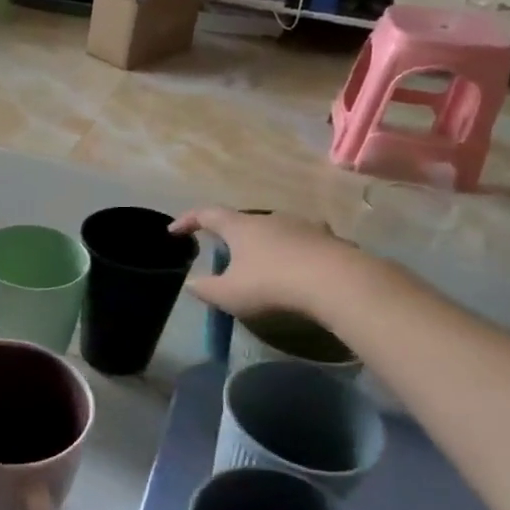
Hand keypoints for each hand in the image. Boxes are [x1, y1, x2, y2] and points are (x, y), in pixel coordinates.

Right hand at [168, 207, 367, 322]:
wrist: (336, 282)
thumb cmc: (271, 284)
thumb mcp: (229, 294)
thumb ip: (206, 289)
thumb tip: (192, 283)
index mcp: (240, 227)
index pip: (206, 214)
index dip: (187, 221)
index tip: (173, 231)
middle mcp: (270, 218)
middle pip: (243, 222)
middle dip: (230, 237)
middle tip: (223, 254)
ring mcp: (302, 225)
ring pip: (275, 231)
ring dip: (264, 246)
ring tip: (261, 266)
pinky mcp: (328, 239)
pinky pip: (301, 244)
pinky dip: (291, 255)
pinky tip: (294, 273)